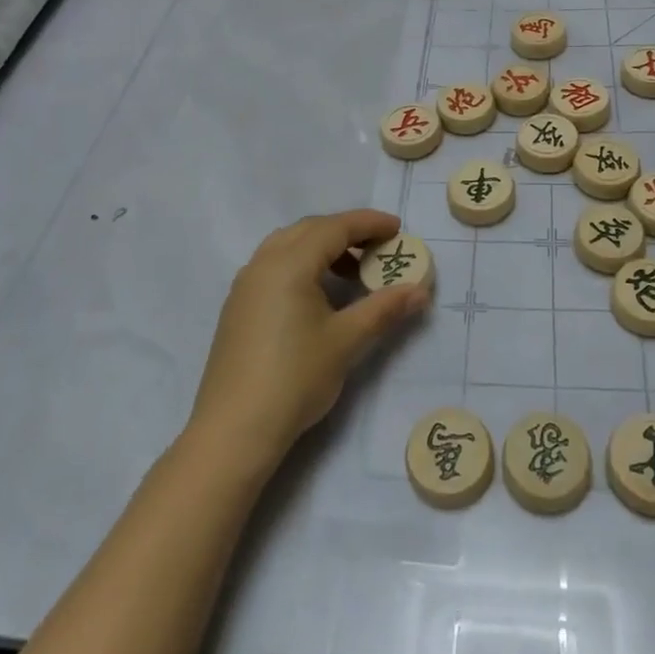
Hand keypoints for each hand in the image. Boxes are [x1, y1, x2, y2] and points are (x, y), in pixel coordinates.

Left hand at [189, 209, 429, 470]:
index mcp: (289, 263)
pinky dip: (302, 265)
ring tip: (352, 273)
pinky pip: (274, 266)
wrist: (234, 430)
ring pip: (288, 246)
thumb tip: (420, 290)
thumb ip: (384, 309)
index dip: (369, 223)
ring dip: (323, 248)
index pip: (335, 228)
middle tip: (379, 248)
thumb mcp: (346, 341)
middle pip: (310, 230)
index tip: (398, 228)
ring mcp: (246, 285)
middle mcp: (263, 263)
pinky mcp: (238, 307)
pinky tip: (319, 296)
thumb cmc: (295, 378)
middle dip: (347, 232)